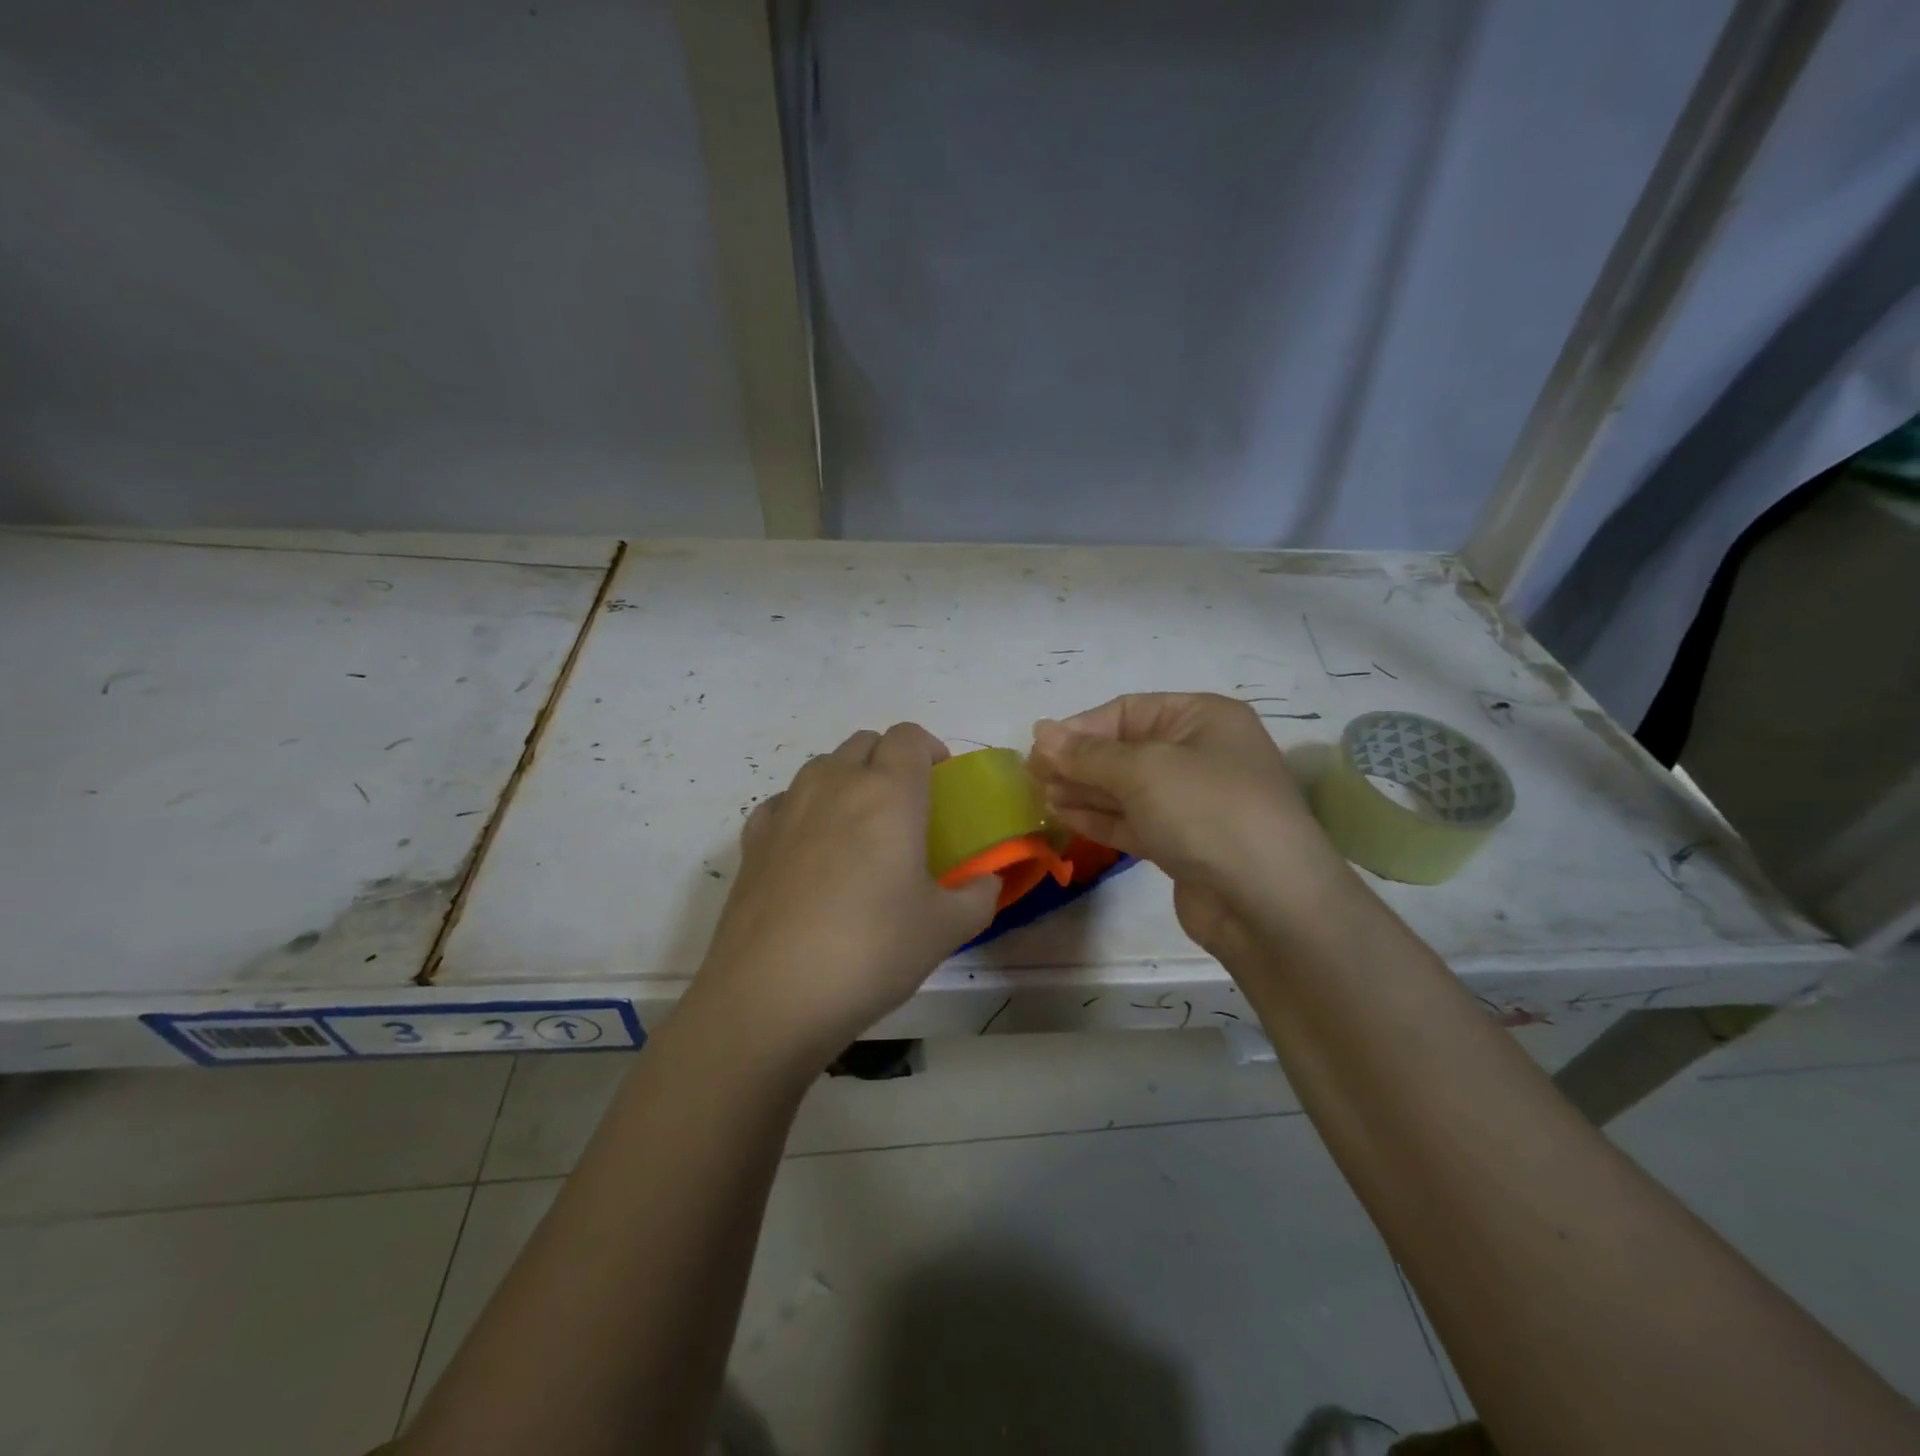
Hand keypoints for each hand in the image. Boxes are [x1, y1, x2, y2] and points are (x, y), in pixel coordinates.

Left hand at [684, 723, 998, 1070]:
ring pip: (823, 766)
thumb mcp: (946, 929)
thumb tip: (986, 882)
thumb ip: (979, 895)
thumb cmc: (872, 950)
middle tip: (907, 808)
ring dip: (847, 779)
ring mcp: (787, 808)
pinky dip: (804, 809)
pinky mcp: (753, 839)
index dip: (930, 749)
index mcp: (889, 793)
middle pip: (865, 743)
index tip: (941, 783)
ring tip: (859, 829)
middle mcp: (835, 784)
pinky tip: (810, 850)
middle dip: (890, 761)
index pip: (909, 737)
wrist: (772, 995)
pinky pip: (785, 801)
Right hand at [1029, 693, 1350, 964]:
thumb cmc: (1208, 811)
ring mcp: (1194, 802)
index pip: (1128, 711)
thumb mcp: (1143, 770)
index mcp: (1202, 718)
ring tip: (1041, 796)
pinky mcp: (1184, 844)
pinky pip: (1134, 821)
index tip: (1038, 748)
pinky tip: (1064, 816)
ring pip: (1126, 789)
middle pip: (1125, 749)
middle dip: (1079, 761)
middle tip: (1032, 775)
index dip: (1080, 728)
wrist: (1269, 902)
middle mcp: (1200, 754)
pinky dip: (1100, 818)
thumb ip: (1087, 754)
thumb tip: (1041, 732)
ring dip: (1084, 790)